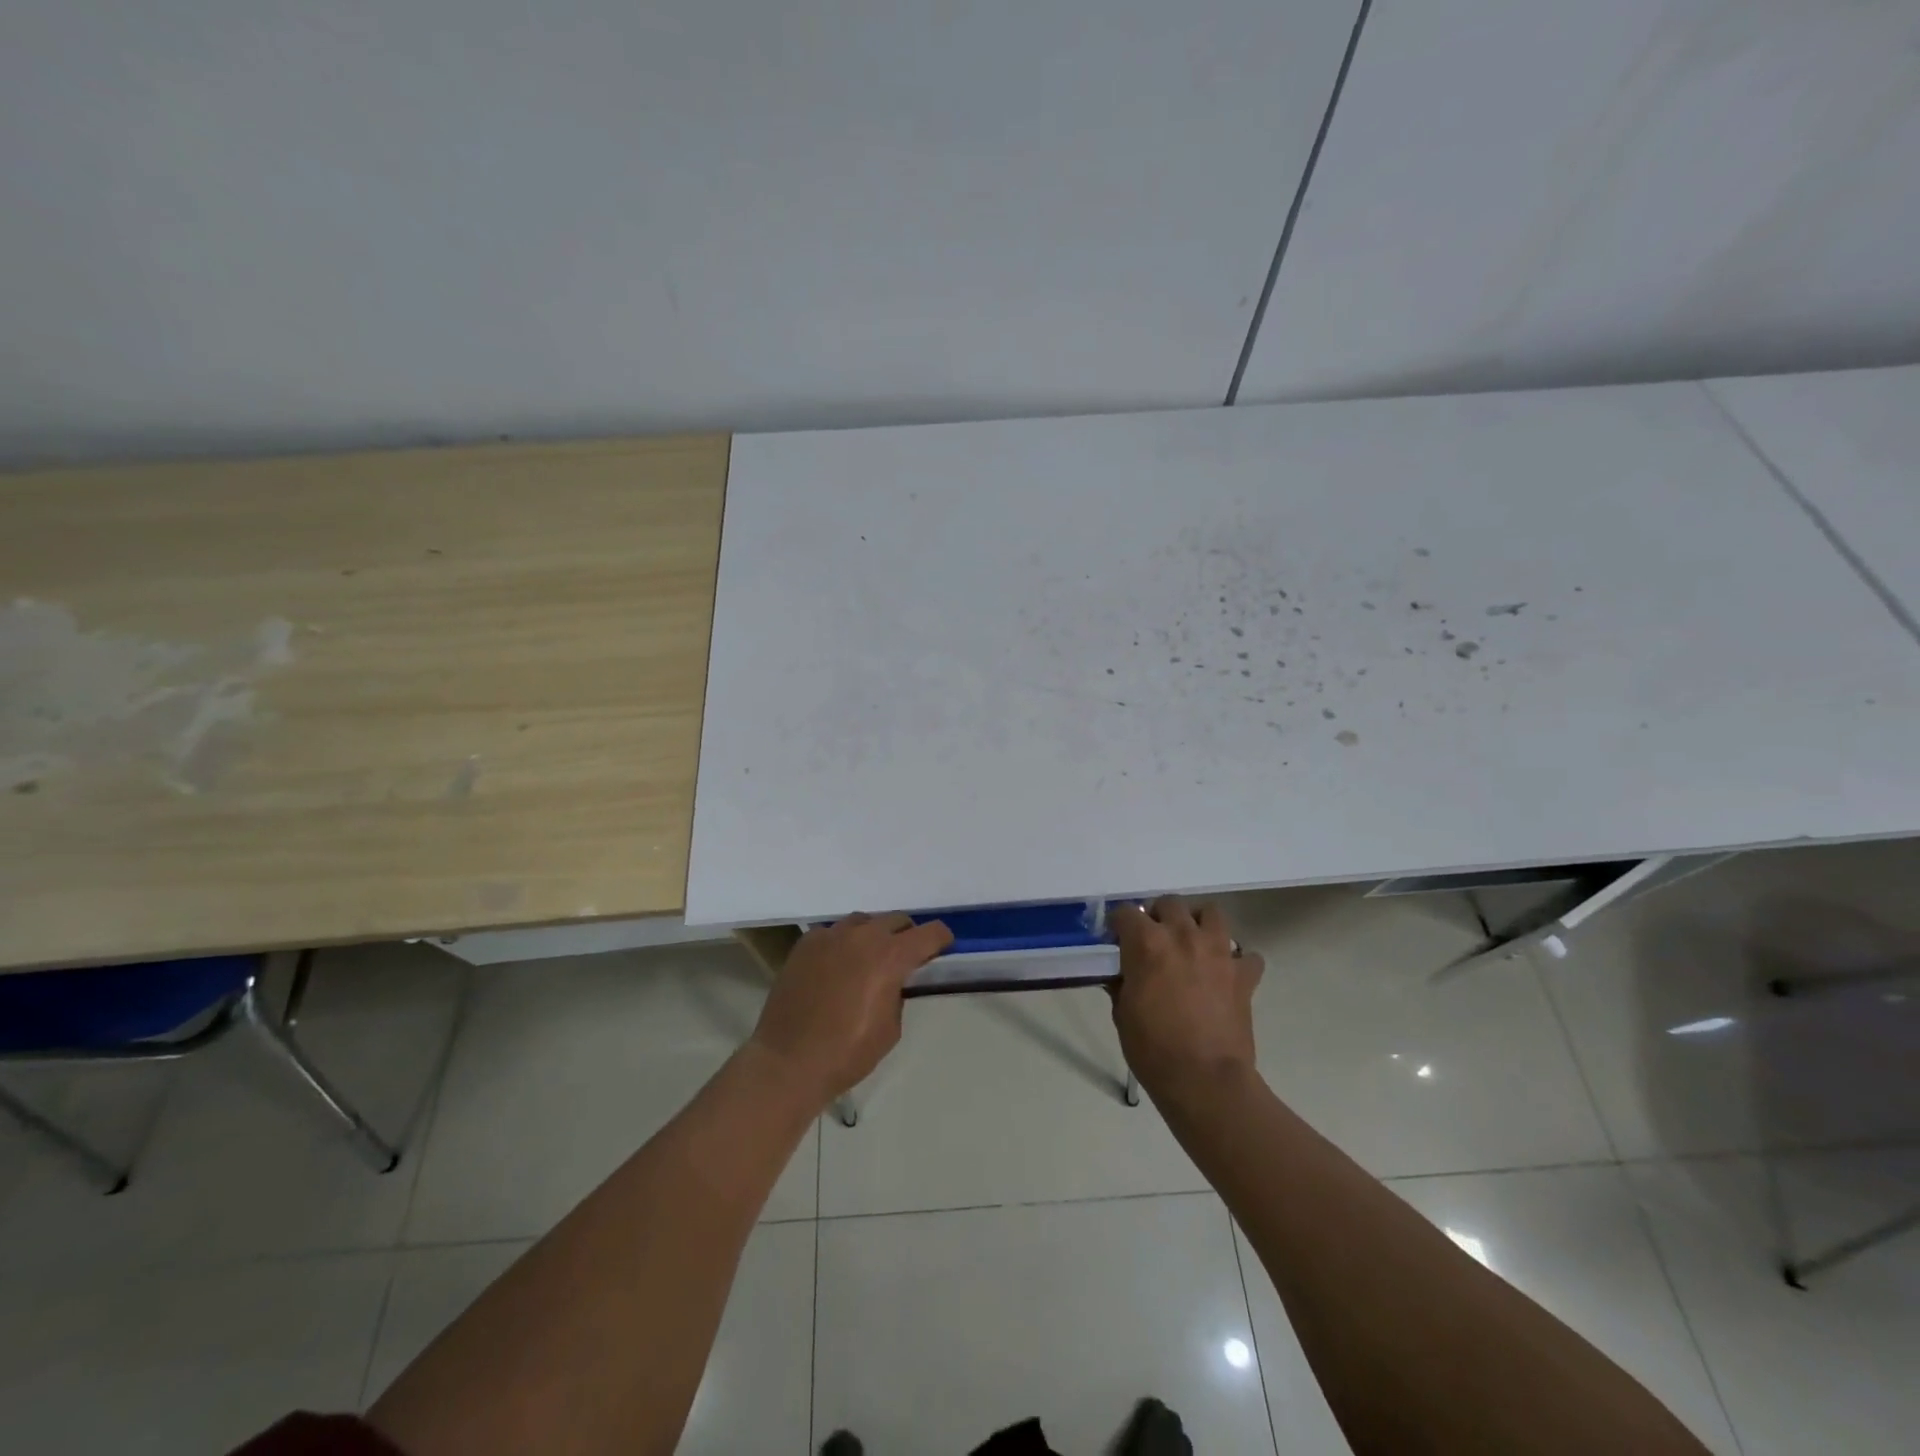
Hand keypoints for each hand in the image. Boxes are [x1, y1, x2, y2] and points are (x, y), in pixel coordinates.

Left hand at [747, 912, 952, 1107]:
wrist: (788, 1061)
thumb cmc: (847, 1052)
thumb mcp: (891, 1028)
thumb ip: (898, 993)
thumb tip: (893, 981)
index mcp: (890, 956)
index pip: (929, 932)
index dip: (941, 940)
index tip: (941, 950)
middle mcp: (863, 936)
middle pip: (897, 920)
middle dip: (907, 936)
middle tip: (905, 960)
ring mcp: (831, 935)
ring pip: (864, 922)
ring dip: (874, 936)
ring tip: (868, 960)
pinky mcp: (806, 943)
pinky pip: (834, 933)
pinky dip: (843, 944)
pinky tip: (837, 966)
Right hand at [1110, 897, 1263, 1097]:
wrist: (1204, 1079)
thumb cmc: (1153, 1048)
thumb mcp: (1122, 1013)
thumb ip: (1123, 983)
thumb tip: (1122, 974)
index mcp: (1147, 943)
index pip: (1127, 913)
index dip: (1120, 925)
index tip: (1118, 939)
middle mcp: (1183, 935)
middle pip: (1170, 903)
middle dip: (1159, 916)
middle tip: (1155, 940)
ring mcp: (1218, 951)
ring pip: (1212, 912)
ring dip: (1199, 923)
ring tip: (1192, 943)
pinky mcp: (1244, 974)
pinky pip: (1246, 955)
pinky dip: (1237, 960)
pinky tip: (1226, 974)